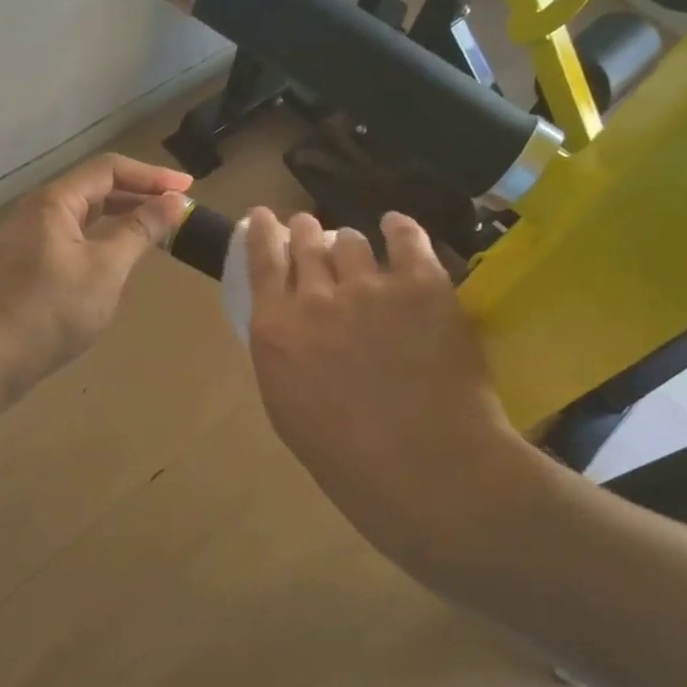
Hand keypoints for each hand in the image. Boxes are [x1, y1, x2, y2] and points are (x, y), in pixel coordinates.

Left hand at [0, 154, 191, 395]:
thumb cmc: (52, 310)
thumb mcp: (106, 269)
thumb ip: (141, 231)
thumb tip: (174, 201)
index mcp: (53, 202)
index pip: (109, 170)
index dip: (151, 175)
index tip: (187, 188)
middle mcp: (34, 211)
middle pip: (92, 189)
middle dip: (137, 195)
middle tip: (175, 209)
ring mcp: (23, 239)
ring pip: (79, 216)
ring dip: (117, 218)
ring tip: (152, 231)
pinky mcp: (20, 266)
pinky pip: (66, 238)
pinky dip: (97, 239)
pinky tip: (112, 259)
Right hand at [244, 208, 538, 577]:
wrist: (425, 470)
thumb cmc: (346, 458)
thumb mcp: (286, 407)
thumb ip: (281, 353)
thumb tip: (287, 325)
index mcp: (275, 330)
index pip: (261, 259)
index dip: (262, 231)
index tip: (264, 217)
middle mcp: (315, 298)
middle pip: (305, 241)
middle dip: (304, 231)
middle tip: (310, 231)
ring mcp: (370, 287)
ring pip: (351, 240)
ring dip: (348, 242)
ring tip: (358, 248)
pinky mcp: (422, 285)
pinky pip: (406, 237)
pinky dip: (398, 228)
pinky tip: (395, 227)